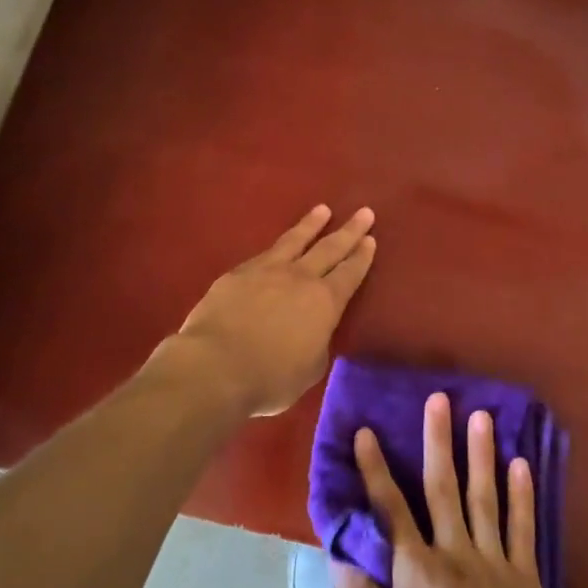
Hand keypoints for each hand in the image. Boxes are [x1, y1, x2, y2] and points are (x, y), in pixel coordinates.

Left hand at [172, 204, 375, 416]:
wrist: (216, 366)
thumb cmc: (270, 378)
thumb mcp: (309, 370)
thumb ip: (317, 345)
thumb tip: (314, 333)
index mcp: (324, 302)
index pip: (350, 274)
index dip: (362, 257)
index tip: (371, 240)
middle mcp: (300, 278)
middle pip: (330, 248)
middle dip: (349, 230)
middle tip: (364, 212)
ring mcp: (267, 270)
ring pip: (295, 240)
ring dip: (312, 224)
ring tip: (323, 210)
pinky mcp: (238, 273)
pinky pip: (264, 254)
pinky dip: (277, 247)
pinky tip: (278, 246)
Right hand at [333, 394, 565, 587]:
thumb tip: (339, 554)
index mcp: (416, 571)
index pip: (390, 509)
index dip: (376, 468)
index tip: (367, 432)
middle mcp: (453, 553)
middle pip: (442, 488)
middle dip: (437, 440)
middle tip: (439, 398)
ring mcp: (492, 563)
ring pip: (484, 498)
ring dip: (481, 454)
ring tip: (481, 415)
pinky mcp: (524, 580)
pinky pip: (523, 529)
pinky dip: (522, 495)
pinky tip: (521, 464)